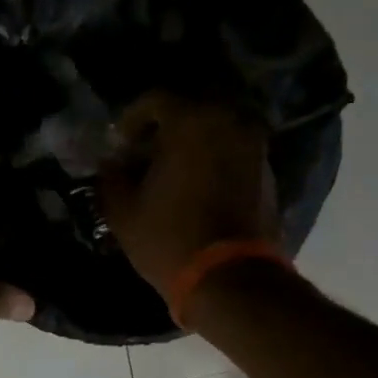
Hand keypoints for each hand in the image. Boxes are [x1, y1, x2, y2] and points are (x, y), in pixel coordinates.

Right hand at [99, 91, 279, 291]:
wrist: (230, 277)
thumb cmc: (169, 238)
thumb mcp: (124, 211)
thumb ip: (112, 177)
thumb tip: (111, 164)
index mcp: (191, 121)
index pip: (155, 100)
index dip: (131, 119)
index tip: (120, 144)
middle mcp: (229, 121)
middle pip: (190, 109)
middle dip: (164, 128)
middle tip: (145, 153)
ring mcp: (253, 145)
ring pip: (216, 128)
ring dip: (192, 143)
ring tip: (170, 171)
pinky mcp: (266, 170)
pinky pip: (233, 150)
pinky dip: (213, 158)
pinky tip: (195, 185)